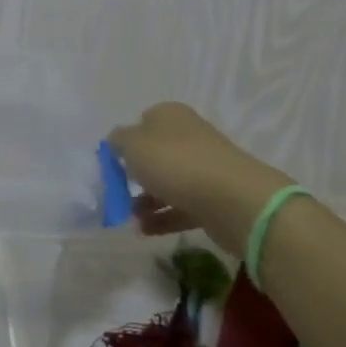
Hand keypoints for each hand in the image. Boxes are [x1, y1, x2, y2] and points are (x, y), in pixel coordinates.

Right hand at [108, 102, 295, 252]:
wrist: (233, 199)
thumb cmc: (174, 162)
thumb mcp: (132, 144)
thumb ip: (118, 141)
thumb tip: (116, 141)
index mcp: (170, 115)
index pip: (142, 122)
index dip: (125, 142)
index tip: (112, 165)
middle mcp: (189, 136)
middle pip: (155, 154)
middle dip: (136, 175)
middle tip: (119, 192)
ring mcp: (204, 167)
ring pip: (169, 182)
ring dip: (147, 200)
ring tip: (131, 217)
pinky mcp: (214, 198)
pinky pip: (183, 206)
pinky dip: (164, 218)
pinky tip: (146, 231)